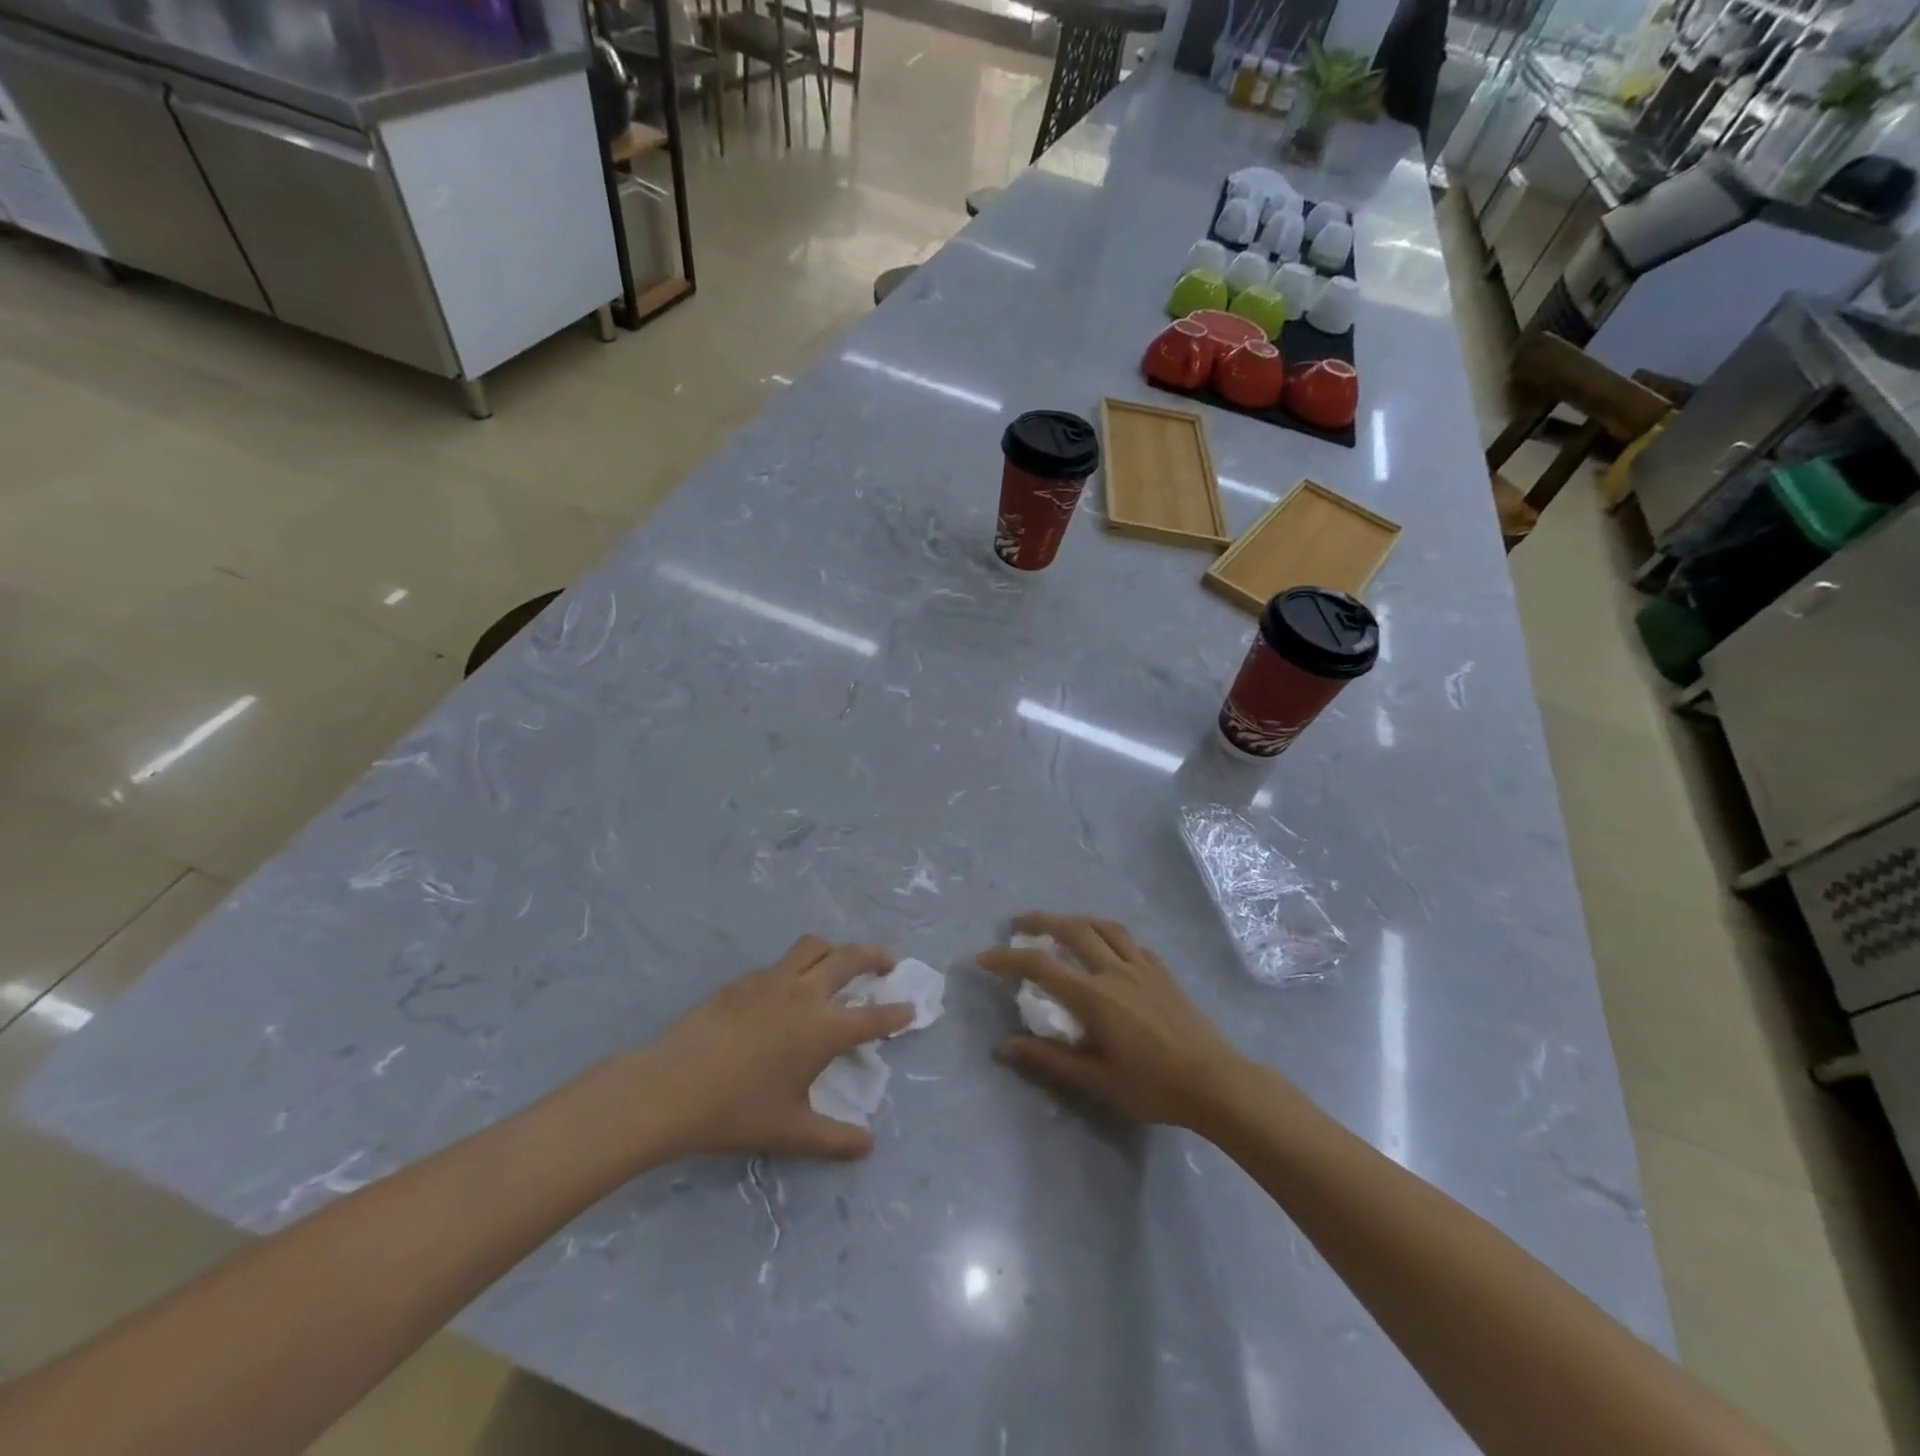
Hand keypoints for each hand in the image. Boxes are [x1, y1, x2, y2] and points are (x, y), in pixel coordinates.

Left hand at [622, 936, 912, 1160]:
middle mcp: (805, 994)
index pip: (873, 1017)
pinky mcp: (743, 980)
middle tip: (887, 963)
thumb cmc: (737, 1112)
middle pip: (850, 958)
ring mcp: (772, 980)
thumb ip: (835, 1139)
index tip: (911, 1008)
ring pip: (814, 946)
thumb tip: (868, 1145)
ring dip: (835, 949)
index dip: (896, 1013)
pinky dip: (797, 967)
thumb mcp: (791, 1132)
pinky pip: (781, 963)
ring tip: (839, 962)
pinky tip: (787, 989)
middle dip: (875, 956)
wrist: (671, 1087)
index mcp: (823, 1029)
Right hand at [977, 912, 1245, 1128]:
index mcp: (1094, 996)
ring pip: (1103, 927)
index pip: (1041, 966)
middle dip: (1040, 921)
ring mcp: (1142, 967)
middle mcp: (1114, 970)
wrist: (1215, 1082)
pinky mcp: (1162, 972)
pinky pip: (1130, 941)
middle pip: (1072, 930)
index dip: (1008, 958)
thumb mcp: (1096, 1080)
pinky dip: (1108, 934)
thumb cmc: (1152, 1086)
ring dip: (1075, 919)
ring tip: (1061, 924)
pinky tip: (1108, 946)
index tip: (984, 957)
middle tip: (1019, 923)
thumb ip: (1049, 1060)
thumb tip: (1004, 1046)